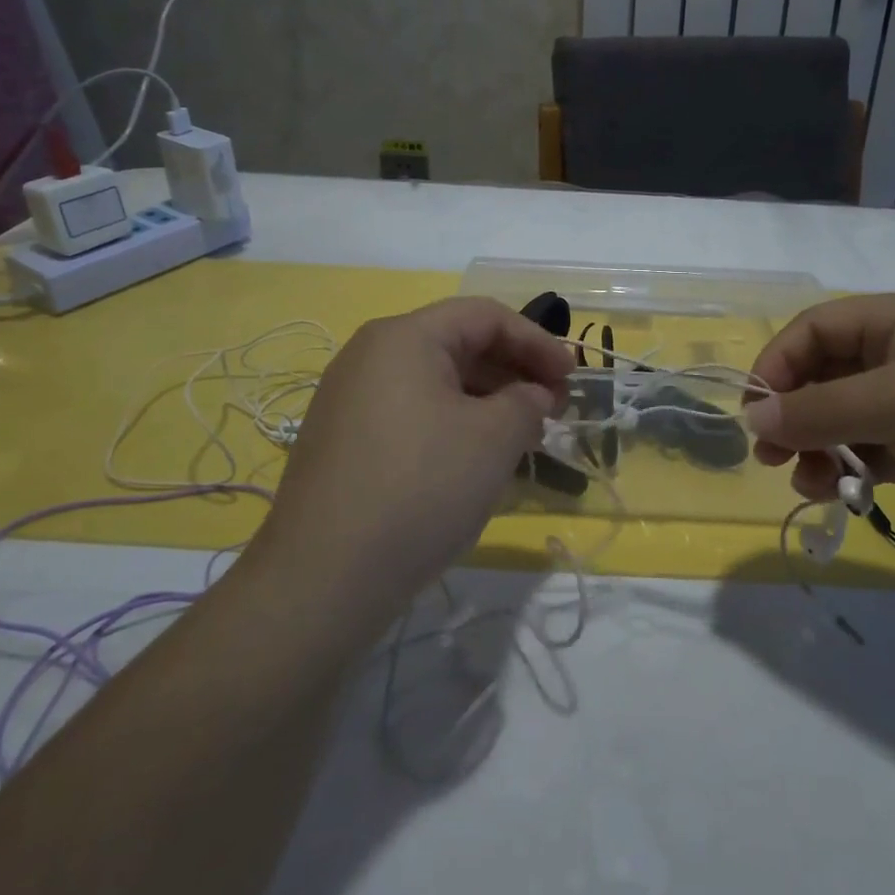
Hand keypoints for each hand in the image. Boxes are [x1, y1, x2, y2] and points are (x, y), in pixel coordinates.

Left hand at [240, 298, 573, 641]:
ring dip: (487, 401)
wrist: (323, 579)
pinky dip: (454, 424)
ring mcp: (350, 400)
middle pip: (458, 344)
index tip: (572, 377)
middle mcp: (370, 356)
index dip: (537, 341)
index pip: (485, 316)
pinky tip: (476, 460)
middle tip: (553, 408)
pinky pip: (412, 414)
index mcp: (404, 337)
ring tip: (522, 437)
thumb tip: (532, 397)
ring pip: (436, 383)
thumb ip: (527, 402)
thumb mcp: (494, 438)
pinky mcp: (344, 442)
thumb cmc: (421, 487)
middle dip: (513, 371)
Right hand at [744, 293, 894, 567]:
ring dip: (817, 444)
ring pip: (847, 415)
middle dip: (794, 410)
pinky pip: (873, 448)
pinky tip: (838, 491)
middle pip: (828, 373)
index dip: (779, 363)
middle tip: (768, 452)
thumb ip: (818, 410)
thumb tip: (754, 418)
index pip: (818, 328)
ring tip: (804, 481)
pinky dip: (849, 466)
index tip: (755, 411)